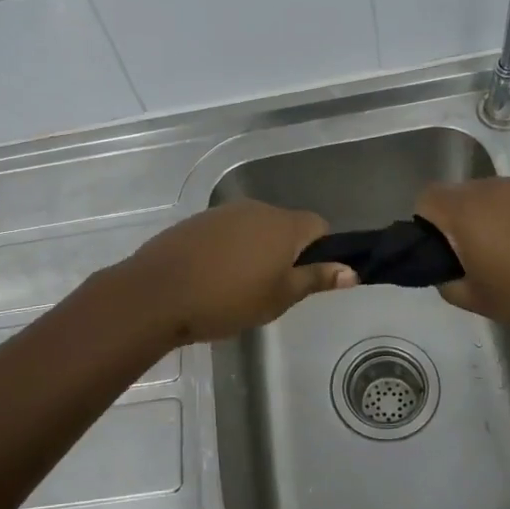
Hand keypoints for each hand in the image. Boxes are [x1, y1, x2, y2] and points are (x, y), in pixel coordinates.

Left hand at [113, 201, 356, 344]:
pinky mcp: (196, 221)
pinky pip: (226, 232)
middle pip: (285, 225)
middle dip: (285, 251)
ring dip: (255, 249)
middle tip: (273, 289)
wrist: (158, 293)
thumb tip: (351, 271)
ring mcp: (223, 212)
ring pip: (253, 227)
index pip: (318, 226)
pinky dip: (228, 249)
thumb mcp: (279, 297)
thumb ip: (316, 279)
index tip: (307, 278)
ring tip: (239, 286)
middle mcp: (256, 208)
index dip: (319, 250)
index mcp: (283, 225)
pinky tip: (212, 276)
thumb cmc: (227, 300)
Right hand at [416, 177, 509, 340]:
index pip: (426, 199)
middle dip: (456, 221)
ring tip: (509, 253)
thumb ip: (448, 283)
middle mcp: (491, 188)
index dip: (425, 224)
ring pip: (488, 195)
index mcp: (466, 211)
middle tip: (474, 258)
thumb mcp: (478, 301)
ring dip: (487, 217)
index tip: (442, 252)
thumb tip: (446, 271)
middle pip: (457, 194)